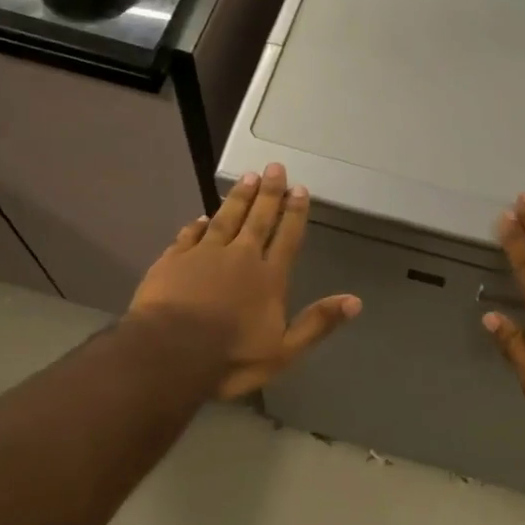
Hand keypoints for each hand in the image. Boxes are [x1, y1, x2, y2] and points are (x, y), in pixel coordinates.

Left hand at [128, 163, 360, 400]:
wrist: (169, 353)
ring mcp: (204, 255)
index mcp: (269, 278)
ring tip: (248, 177)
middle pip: (258, 219)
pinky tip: (202, 217)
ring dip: (238, 198)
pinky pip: (190, 235)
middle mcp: (240, 257)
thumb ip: (317, 323)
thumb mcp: (284, 351)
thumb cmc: (231, 357)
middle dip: (269, 194)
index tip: (300, 189)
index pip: (286, 238)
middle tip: (275, 168)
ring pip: (225, 218)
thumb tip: (355, 301)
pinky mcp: (173, 260)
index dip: (295, 213)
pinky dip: (198, 224)